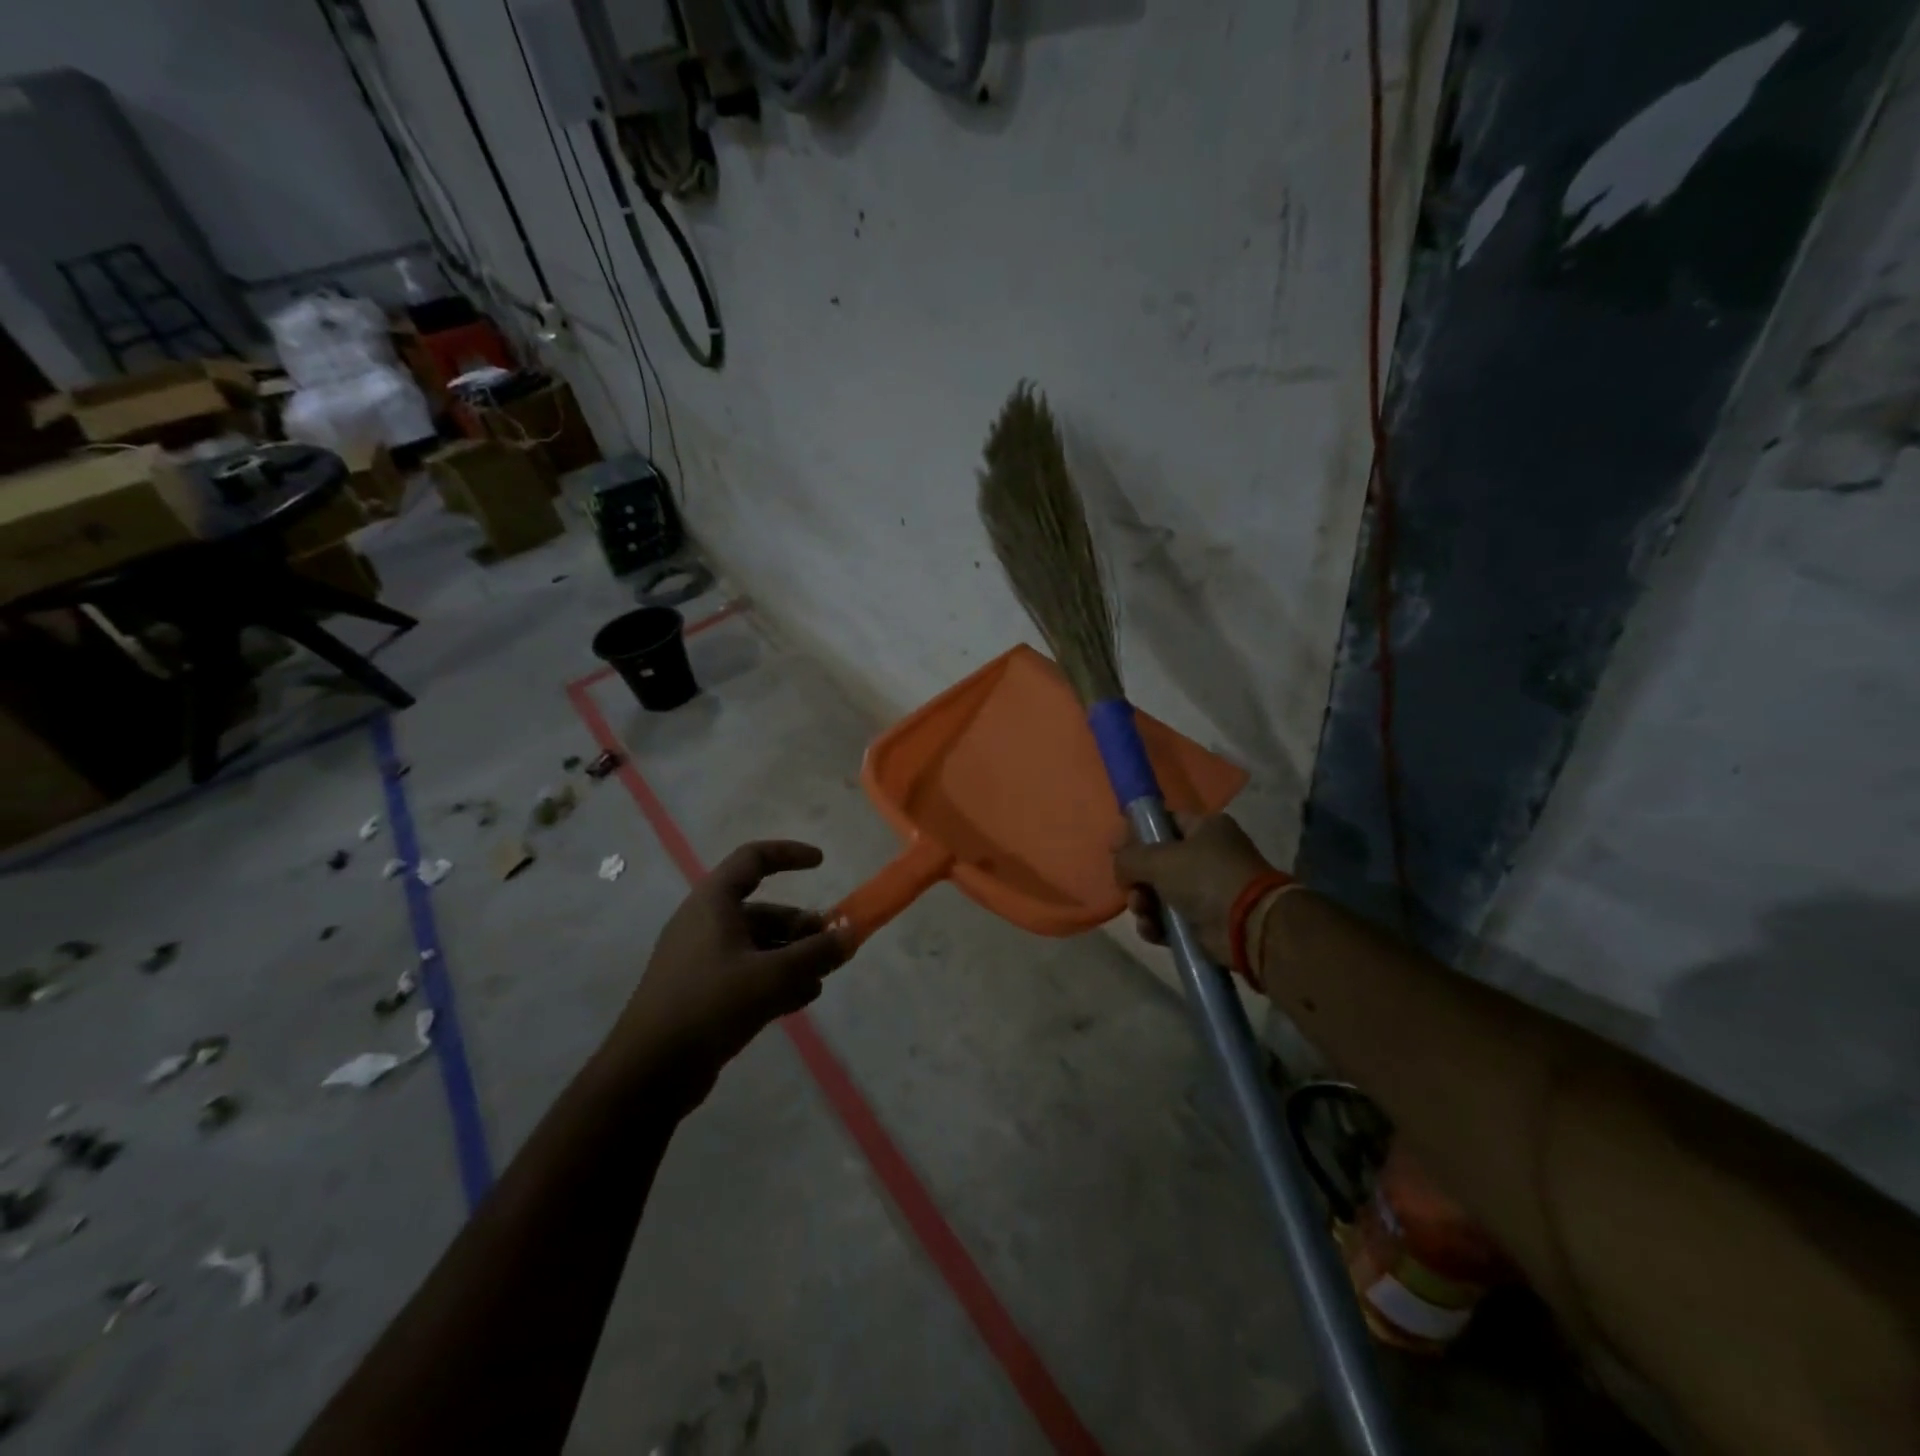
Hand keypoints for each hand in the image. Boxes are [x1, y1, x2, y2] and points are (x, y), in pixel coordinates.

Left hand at [613, 840, 851, 1099]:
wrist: (649, 1072)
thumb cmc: (710, 1005)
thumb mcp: (771, 976)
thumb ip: (816, 953)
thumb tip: (850, 934)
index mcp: (713, 903)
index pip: (753, 858)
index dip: (788, 854)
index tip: (822, 863)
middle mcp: (706, 924)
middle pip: (763, 910)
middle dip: (801, 926)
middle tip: (832, 946)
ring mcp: (702, 960)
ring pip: (758, 945)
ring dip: (793, 956)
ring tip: (822, 977)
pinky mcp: (703, 993)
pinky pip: (748, 973)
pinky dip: (776, 978)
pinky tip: (803, 998)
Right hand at [1113, 813, 1274, 964]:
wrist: (1248, 926)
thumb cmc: (1205, 878)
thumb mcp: (1160, 858)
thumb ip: (1130, 856)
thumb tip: (1120, 865)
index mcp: (1205, 828)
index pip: (1164, 822)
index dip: (1137, 832)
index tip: (1114, 848)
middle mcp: (1207, 856)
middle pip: (1157, 862)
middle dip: (1137, 877)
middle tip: (1128, 887)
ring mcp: (1206, 891)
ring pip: (1159, 893)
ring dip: (1143, 903)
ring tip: (1142, 911)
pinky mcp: (1203, 922)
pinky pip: (1169, 920)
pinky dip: (1156, 925)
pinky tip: (1152, 930)